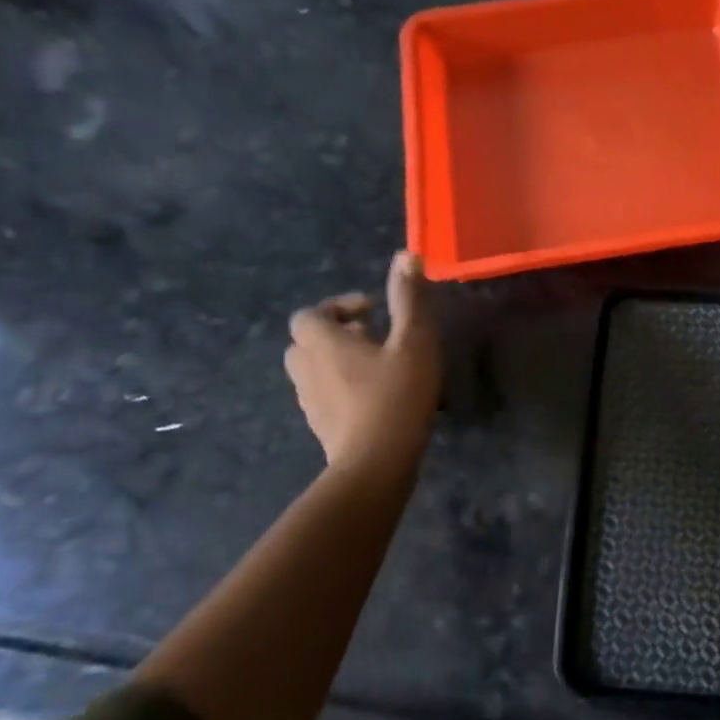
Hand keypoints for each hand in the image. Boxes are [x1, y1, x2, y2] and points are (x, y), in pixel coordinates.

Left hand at [284, 250, 440, 472]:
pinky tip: (375, 396)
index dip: (338, 306)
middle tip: (373, 336)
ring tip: (377, 365)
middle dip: (336, 333)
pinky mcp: (320, 426)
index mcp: (323, 343)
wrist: (376, 464)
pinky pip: (323, 395)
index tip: (373, 311)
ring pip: (312, 370)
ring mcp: (309, 401)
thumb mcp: (413, 340)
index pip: (309, 314)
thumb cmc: (396, 394)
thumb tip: (406, 255)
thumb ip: (409, 298)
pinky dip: (341, 386)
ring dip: (338, 360)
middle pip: (306, 341)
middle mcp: (306, 369)